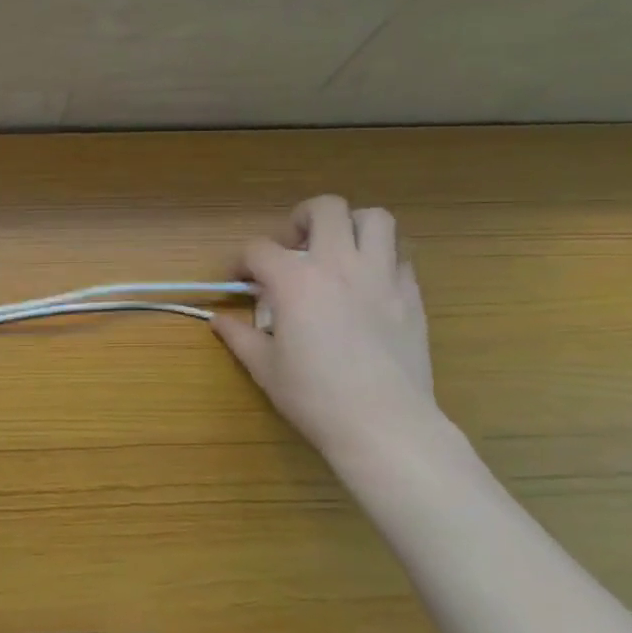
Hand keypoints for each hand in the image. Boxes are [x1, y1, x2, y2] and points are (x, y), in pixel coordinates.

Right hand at [212, 196, 437, 464]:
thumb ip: (240, 337)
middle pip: (325, 209)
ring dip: (352, 227)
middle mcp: (339, 264)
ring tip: (338, 252)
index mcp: (295, 280)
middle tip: (294, 245)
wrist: (384, 423)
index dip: (242, 261)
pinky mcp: (411, 295)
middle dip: (303, 218)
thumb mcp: (265, 368)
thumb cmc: (315, 396)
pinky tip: (368, 285)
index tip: (239, 280)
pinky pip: (399, 257)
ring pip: (375, 219)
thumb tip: (220, 321)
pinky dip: (380, 260)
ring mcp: (381, 276)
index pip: (259, 249)